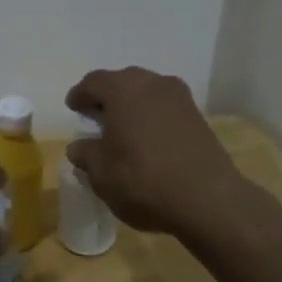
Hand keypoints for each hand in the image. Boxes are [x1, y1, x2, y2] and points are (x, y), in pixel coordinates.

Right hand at [65, 67, 250, 238]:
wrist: (208, 200)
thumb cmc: (143, 179)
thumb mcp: (101, 173)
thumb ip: (85, 154)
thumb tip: (78, 147)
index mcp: (123, 88)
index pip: (93, 82)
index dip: (80, 94)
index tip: (73, 108)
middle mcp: (153, 83)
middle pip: (122, 82)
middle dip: (106, 98)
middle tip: (95, 117)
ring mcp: (180, 98)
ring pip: (146, 93)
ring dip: (131, 107)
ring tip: (121, 130)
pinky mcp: (198, 117)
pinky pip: (165, 108)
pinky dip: (151, 118)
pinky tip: (146, 140)